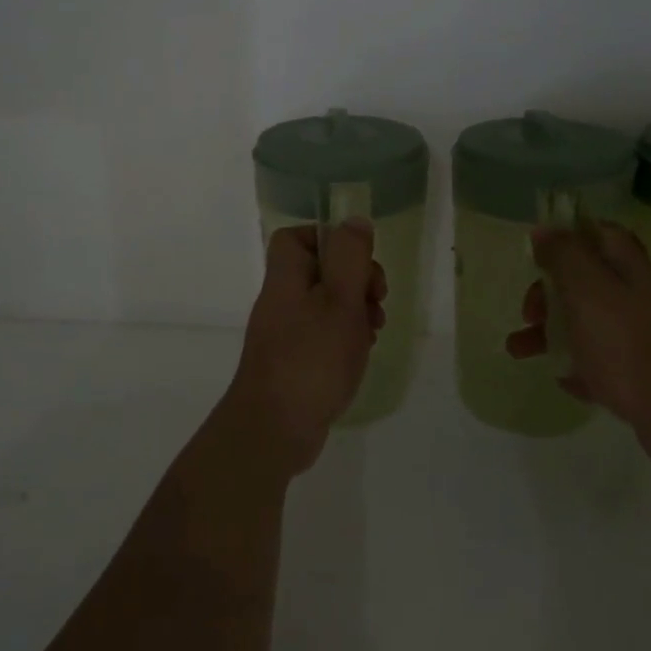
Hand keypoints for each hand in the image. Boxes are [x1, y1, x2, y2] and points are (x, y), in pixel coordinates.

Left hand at [223, 220, 385, 474]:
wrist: (273, 430)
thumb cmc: (312, 359)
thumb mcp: (341, 300)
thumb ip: (350, 258)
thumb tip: (354, 220)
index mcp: (286, 278)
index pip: (295, 238)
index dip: (329, 241)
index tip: (359, 262)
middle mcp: (280, 301)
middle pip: (318, 271)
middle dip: (355, 280)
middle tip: (377, 300)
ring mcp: (284, 333)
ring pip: (325, 305)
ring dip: (355, 311)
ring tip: (374, 330)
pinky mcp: (293, 362)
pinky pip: (322, 336)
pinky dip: (345, 338)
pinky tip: (360, 354)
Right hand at [505, 222, 650, 478]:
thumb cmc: (628, 347)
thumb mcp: (589, 293)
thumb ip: (566, 257)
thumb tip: (545, 229)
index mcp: (629, 272)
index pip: (602, 235)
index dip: (571, 236)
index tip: (538, 252)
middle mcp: (638, 300)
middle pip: (588, 282)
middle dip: (549, 293)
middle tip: (528, 313)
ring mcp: (642, 339)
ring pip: (588, 324)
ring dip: (551, 333)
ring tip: (518, 351)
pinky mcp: (641, 376)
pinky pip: (601, 363)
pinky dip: (577, 365)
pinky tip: (563, 379)